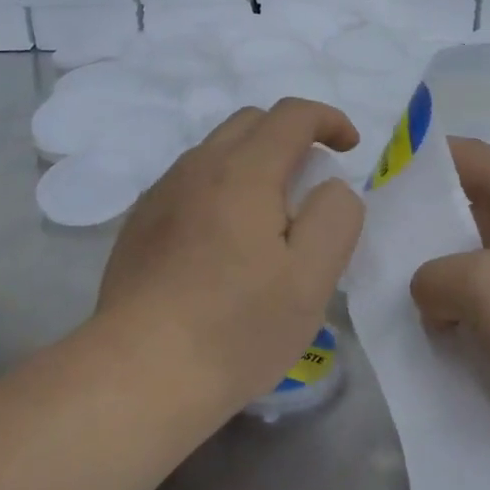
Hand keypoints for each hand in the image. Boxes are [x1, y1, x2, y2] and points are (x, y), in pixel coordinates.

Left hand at [98, 98, 364, 419]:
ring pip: (215, 152)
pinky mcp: (139, 225)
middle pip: (250, 123)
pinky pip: (189, 183)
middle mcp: (196, 169)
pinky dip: (221, 188)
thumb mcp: (311, 278)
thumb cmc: (237, 328)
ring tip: (270, 218)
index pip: (291, 115)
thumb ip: (335, 217)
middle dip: (291, 136)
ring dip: (253, 162)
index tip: (350, 147)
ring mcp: (160, 195)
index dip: (329, 120)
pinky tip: (224, 242)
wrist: (139, 374)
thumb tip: (329, 187)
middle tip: (312, 184)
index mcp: (243, 172)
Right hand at [409, 138, 489, 443]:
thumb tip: (434, 295)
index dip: (423, 159)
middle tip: (376, 250)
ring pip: (486, 267)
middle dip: (426, 230)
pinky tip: (444, 342)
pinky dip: (474, 320)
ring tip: (400, 302)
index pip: (468, 156)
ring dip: (448, 284)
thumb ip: (432, 278)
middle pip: (473, 213)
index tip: (379, 179)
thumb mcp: (478, 284)